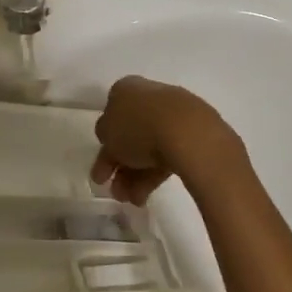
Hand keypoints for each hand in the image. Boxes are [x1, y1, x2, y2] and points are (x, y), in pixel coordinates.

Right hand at [90, 76, 247, 205]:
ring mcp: (172, 114)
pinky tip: (146, 196)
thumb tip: (112, 141)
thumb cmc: (137, 126)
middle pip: (129, 135)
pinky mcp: (191, 133)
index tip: (101, 172)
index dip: (104, 145)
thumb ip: (105, 136)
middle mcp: (148, 97)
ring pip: (147, 148)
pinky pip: (166, 154)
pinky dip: (153, 175)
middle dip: (120, 166)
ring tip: (132, 201)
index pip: (110, 116)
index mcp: (124, 89)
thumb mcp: (107, 133)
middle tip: (115, 192)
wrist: (186, 132)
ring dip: (134, 176)